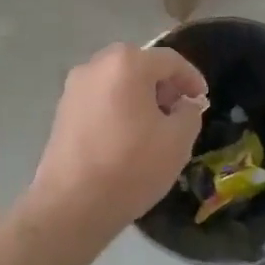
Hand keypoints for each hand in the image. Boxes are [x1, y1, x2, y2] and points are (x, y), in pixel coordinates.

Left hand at [25, 43, 207, 240]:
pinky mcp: (61, 111)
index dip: (191, 78)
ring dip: (139, 96)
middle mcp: (96, 65)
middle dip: (163, 85)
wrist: (72, 204)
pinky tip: (126, 137)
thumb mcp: (178, 140)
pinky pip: (99, 99)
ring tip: (153, 126)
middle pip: (139, 65)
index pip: (170, 60)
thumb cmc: (132, 166)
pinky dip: (118, 108)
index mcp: (127, 64)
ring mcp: (73, 88)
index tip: (202, 100)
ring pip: (117, 81)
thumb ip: (189, 113)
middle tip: (178, 110)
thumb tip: (183, 105)